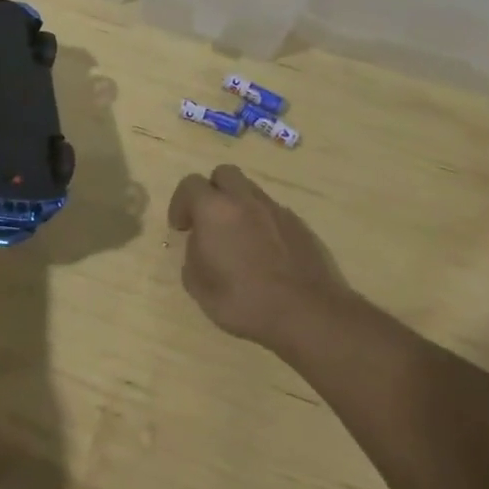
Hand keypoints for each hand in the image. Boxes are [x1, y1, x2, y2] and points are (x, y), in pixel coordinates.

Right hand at [169, 165, 352, 349]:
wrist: (308, 314)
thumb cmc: (245, 301)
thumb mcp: (200, 288)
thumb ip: (192, 258)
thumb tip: (200, 245)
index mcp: (215, 209)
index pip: (190, 184)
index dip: (180, 203)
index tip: (181, 227)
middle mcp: (245, 200)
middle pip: (224, 174)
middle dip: (212, 192)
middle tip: (209, 221)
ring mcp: (276, 209)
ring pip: (250, 191)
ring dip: (238, 206)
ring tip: (238, 239)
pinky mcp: (299, 224)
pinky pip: (273, 212)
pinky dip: (263, 223)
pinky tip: (265, 253)